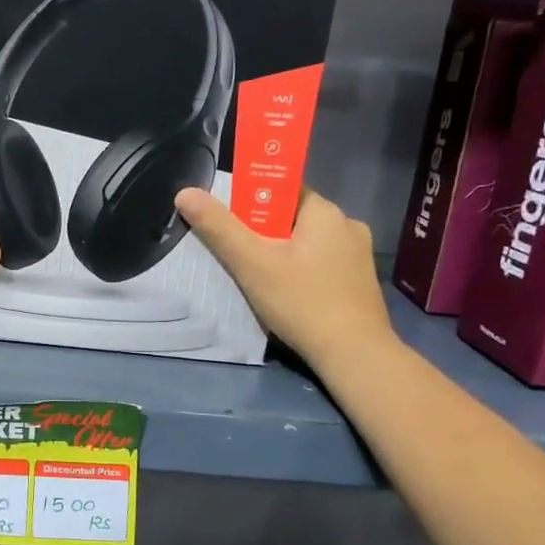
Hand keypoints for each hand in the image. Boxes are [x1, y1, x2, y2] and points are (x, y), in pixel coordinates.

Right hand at [174, 185, 394, 372]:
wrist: (354, 355)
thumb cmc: (301, 302)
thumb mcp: (252, 263)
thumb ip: (218, 227)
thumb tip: (185, 193)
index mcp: (325, 211)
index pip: (282, 190)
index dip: (251, 202)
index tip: (232, 226)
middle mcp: (347, 225)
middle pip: (292, 218)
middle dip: (263, 233)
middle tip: (239, 257)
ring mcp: (358, 255)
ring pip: (307, 244)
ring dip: (281, 255)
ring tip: (259, 279)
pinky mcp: (359, 282)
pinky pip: (321, 264)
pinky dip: (300, 272)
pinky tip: (287, 295)